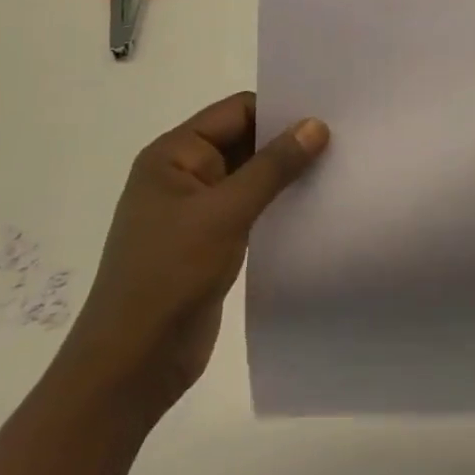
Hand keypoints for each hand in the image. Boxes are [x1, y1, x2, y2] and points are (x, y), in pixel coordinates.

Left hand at [56, 91, 328, 417]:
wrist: (131, 366)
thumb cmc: (169, 275)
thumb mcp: (225, 212)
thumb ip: (273, 166)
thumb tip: (316, 125)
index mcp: (173, 155)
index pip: (235, 111)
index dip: (279, 109)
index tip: (328, 111)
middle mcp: (183, 175)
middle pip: (244, 140)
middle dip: (287, 140)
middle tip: (343, 136)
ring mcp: (197, 210)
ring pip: (251, 176)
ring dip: (286, 174)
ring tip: (337, 166)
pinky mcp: (211, 242)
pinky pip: (251, 208)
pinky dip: (279, 203)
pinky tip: (315, 204)